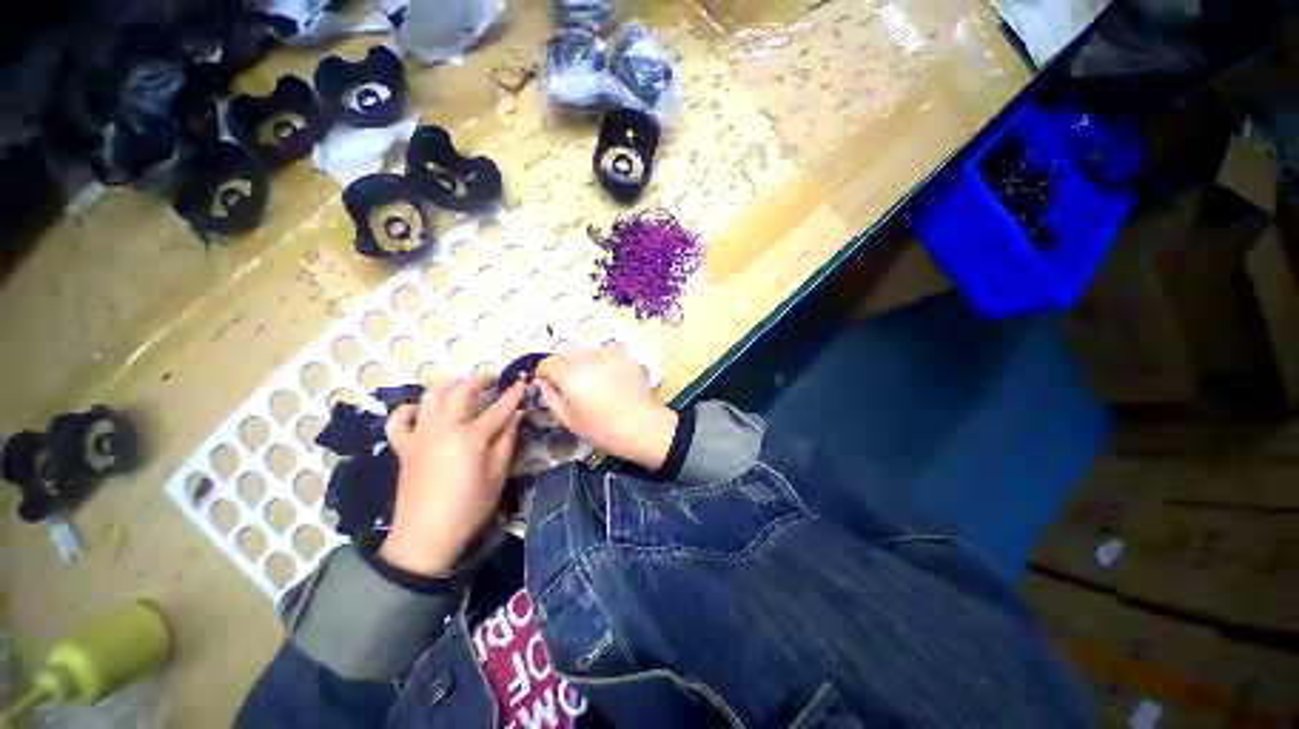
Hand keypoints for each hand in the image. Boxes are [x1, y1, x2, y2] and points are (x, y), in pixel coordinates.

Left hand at [380, 375, 524, 575]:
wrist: (426, 535)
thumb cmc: (470, 506)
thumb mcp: (498, 474)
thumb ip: (507, 440)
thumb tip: (516, 415)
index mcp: (471, 437)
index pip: (498, 408)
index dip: (512, 394)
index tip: (521, 382)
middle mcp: (444, 428)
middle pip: (461, 392)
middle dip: (479, 380)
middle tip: (491, 379)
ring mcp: (420, 435)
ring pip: (430, 397)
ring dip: (447, 386)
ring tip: (460, 387)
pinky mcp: (404, 447)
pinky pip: (398, 421)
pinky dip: (408, 410)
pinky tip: (420, 410)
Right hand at [536, 343, 676, 469]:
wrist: (644, 427)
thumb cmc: (605, 430)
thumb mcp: (570, 420)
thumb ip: (551, 397)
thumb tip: (543, 382)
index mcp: (571, 376)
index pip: (548, 361)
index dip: (544, 371)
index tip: (548, 381)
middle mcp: (589, 360)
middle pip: (565, 347)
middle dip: (561, 361)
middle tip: (568, 379)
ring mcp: (610, 356)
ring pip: (587, 350)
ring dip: (584, 361)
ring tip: (595, 382)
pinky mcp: (626, 357)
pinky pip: (608, 354)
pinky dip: (605, 363)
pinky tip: (612, 381)